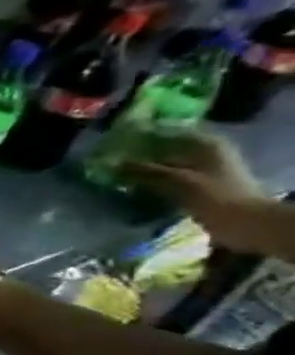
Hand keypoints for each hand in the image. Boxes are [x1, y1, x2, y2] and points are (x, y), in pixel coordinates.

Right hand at [124, 132, 267, 247]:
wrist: (243, 221)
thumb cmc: (214, 194)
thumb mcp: (177, 180)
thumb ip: (145, 171)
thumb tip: (112, 164)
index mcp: (208, 145)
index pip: (172, 133)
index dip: (146, 137)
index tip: (118, 143)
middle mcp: (206, 154)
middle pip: (167, 151)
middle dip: (141, 157)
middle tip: (111, 162)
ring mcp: (203, 172)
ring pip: (166, 168)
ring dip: (144, 173)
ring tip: (116, 177)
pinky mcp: (198, 188)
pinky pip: (168, 182)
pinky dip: (152, 184)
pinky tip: (132, 190)